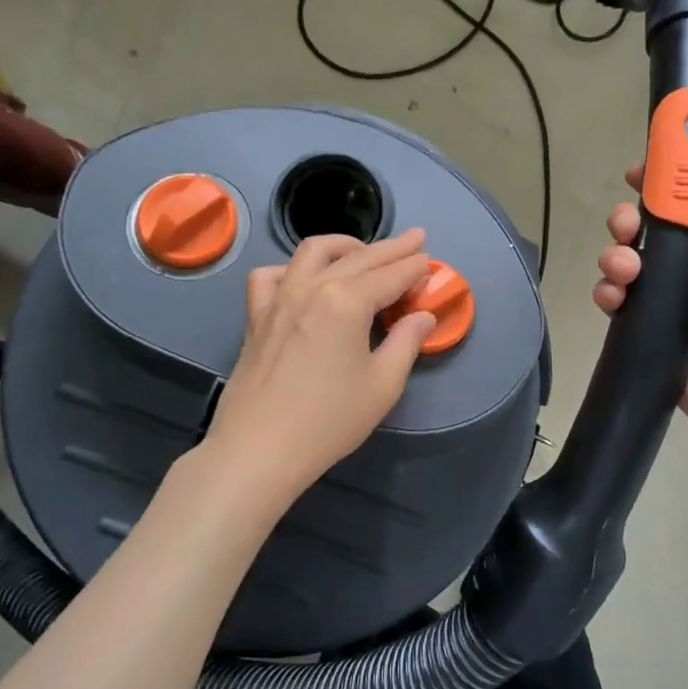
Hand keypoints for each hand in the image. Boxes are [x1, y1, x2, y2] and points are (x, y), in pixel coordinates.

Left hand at [203, 229, 435, 504]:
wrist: (260, 449)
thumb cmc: (329, 420)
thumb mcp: (383, 384)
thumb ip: (406, 342)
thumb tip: (422, 316)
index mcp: (347, 301)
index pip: (390, 275)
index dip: (414, 267)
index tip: (431, 261)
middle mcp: (311, 287)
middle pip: (358, 257)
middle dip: (391, 248)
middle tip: (415, 239)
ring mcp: (278, 298)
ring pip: (312, 253)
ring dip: (344, 245)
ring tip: (363, 251)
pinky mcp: (256, 316)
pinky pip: (272, 276)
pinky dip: (292, 269)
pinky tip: (304, 279)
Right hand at [593, 138, 687, 475]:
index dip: (667, 178)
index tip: (641, 168)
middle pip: (652, 228)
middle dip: (631, 220)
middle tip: (626, 226)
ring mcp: (672, 301)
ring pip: (629, 262)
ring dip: (615, 256)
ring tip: (624, 271)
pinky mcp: (649, 331)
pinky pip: (619, 302)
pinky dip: (609, 294)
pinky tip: (614, 299)